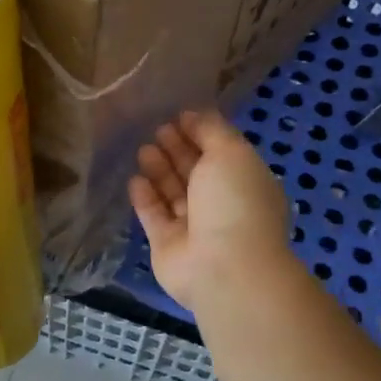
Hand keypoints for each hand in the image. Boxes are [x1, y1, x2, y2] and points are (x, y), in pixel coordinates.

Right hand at [129, 111, 294, 314]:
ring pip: (173, 192)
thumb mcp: (231, 153)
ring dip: (159, 170)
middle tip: (157, 129)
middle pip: (195, 172)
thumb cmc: (235, 202)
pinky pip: (154, 215)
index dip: (201, 134)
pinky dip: (145, 197)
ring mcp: (194, 227)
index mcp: (245, 183)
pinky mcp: (167, 244)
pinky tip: (134, 179)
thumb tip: (194, 114)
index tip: (179, 116)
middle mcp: (222, 205)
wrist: (224, 266)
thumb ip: (212, 130)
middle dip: (177, 149)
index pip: (221, 153)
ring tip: (143, 149)